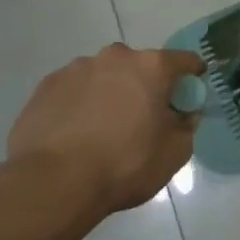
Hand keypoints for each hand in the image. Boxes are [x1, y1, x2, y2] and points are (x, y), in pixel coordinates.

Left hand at [7, 44, 205, 213]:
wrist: (54, 182)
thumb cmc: (125, 164)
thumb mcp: (175, 152)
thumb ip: (187, 126)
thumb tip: (183, 114)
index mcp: (151, 67)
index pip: (185, 61)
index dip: (193, 76)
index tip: (191, 95)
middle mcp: (114, 57)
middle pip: (141, 66)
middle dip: (146, 86)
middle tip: (144, 118)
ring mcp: (76, 69)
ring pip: (105, 76)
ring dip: (111, 93)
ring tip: (104, 129)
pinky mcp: (46, 86)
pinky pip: (75, 90)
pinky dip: (82, 104)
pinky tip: (77, 133)